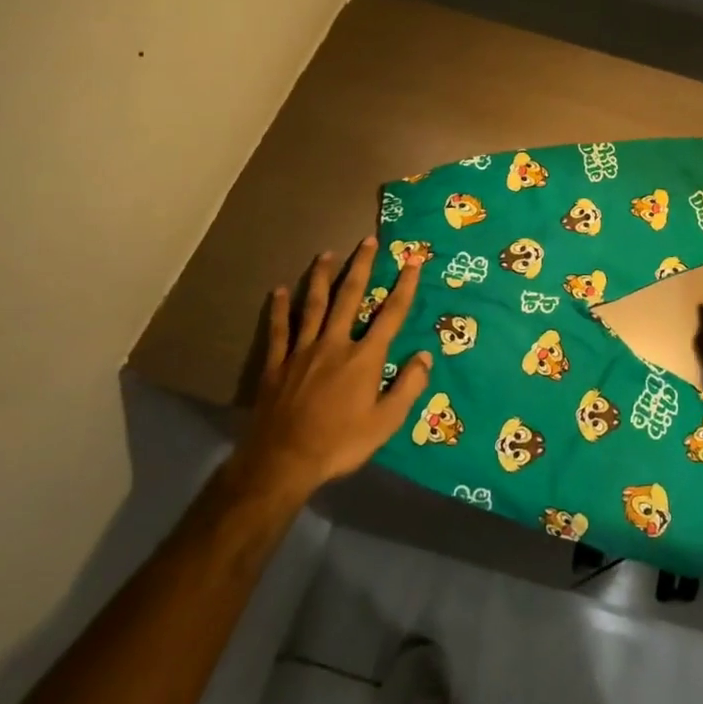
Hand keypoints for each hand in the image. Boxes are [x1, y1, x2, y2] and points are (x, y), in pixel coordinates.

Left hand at [221, 237, 430, 507]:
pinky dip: (280, 308)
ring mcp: (302, 351)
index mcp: (364, 358)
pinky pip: (280, 330)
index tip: (413, 261)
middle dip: (362, 267)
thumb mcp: (386, 422)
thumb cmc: (340, 444)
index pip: (391, 314)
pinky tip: (279, 290)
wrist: (282, 462)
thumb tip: (425, 355)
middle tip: (368, 240)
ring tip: (326, 253)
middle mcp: (335, 344)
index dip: (405, 286)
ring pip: (313, 305)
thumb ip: (408, 387)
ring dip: (321, 276)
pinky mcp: (277, 364)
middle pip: (350, 297)